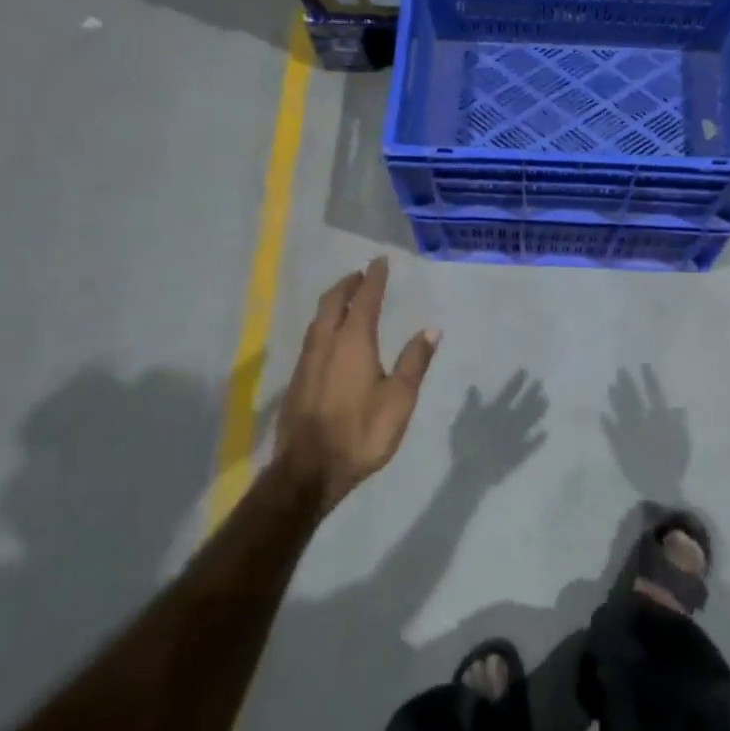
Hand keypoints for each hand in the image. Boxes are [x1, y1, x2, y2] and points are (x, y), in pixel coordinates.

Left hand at [276, 257, 437, 508]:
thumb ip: (414, 361)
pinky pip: (312, 336)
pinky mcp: (297, 379)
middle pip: (333, 303)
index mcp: (353, 342)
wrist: (308, 469)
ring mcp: (307, 361)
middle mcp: (326, 343)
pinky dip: (324, 322)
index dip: (374, 279)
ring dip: (333, 302)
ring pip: (318, 319)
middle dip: (348, 284)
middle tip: (361, 274)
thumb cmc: (361, 433)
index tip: (379, 261)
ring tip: (346, 297)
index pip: (365, 300)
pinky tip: (329, 335)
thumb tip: (431, 329)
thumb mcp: (399, 399)